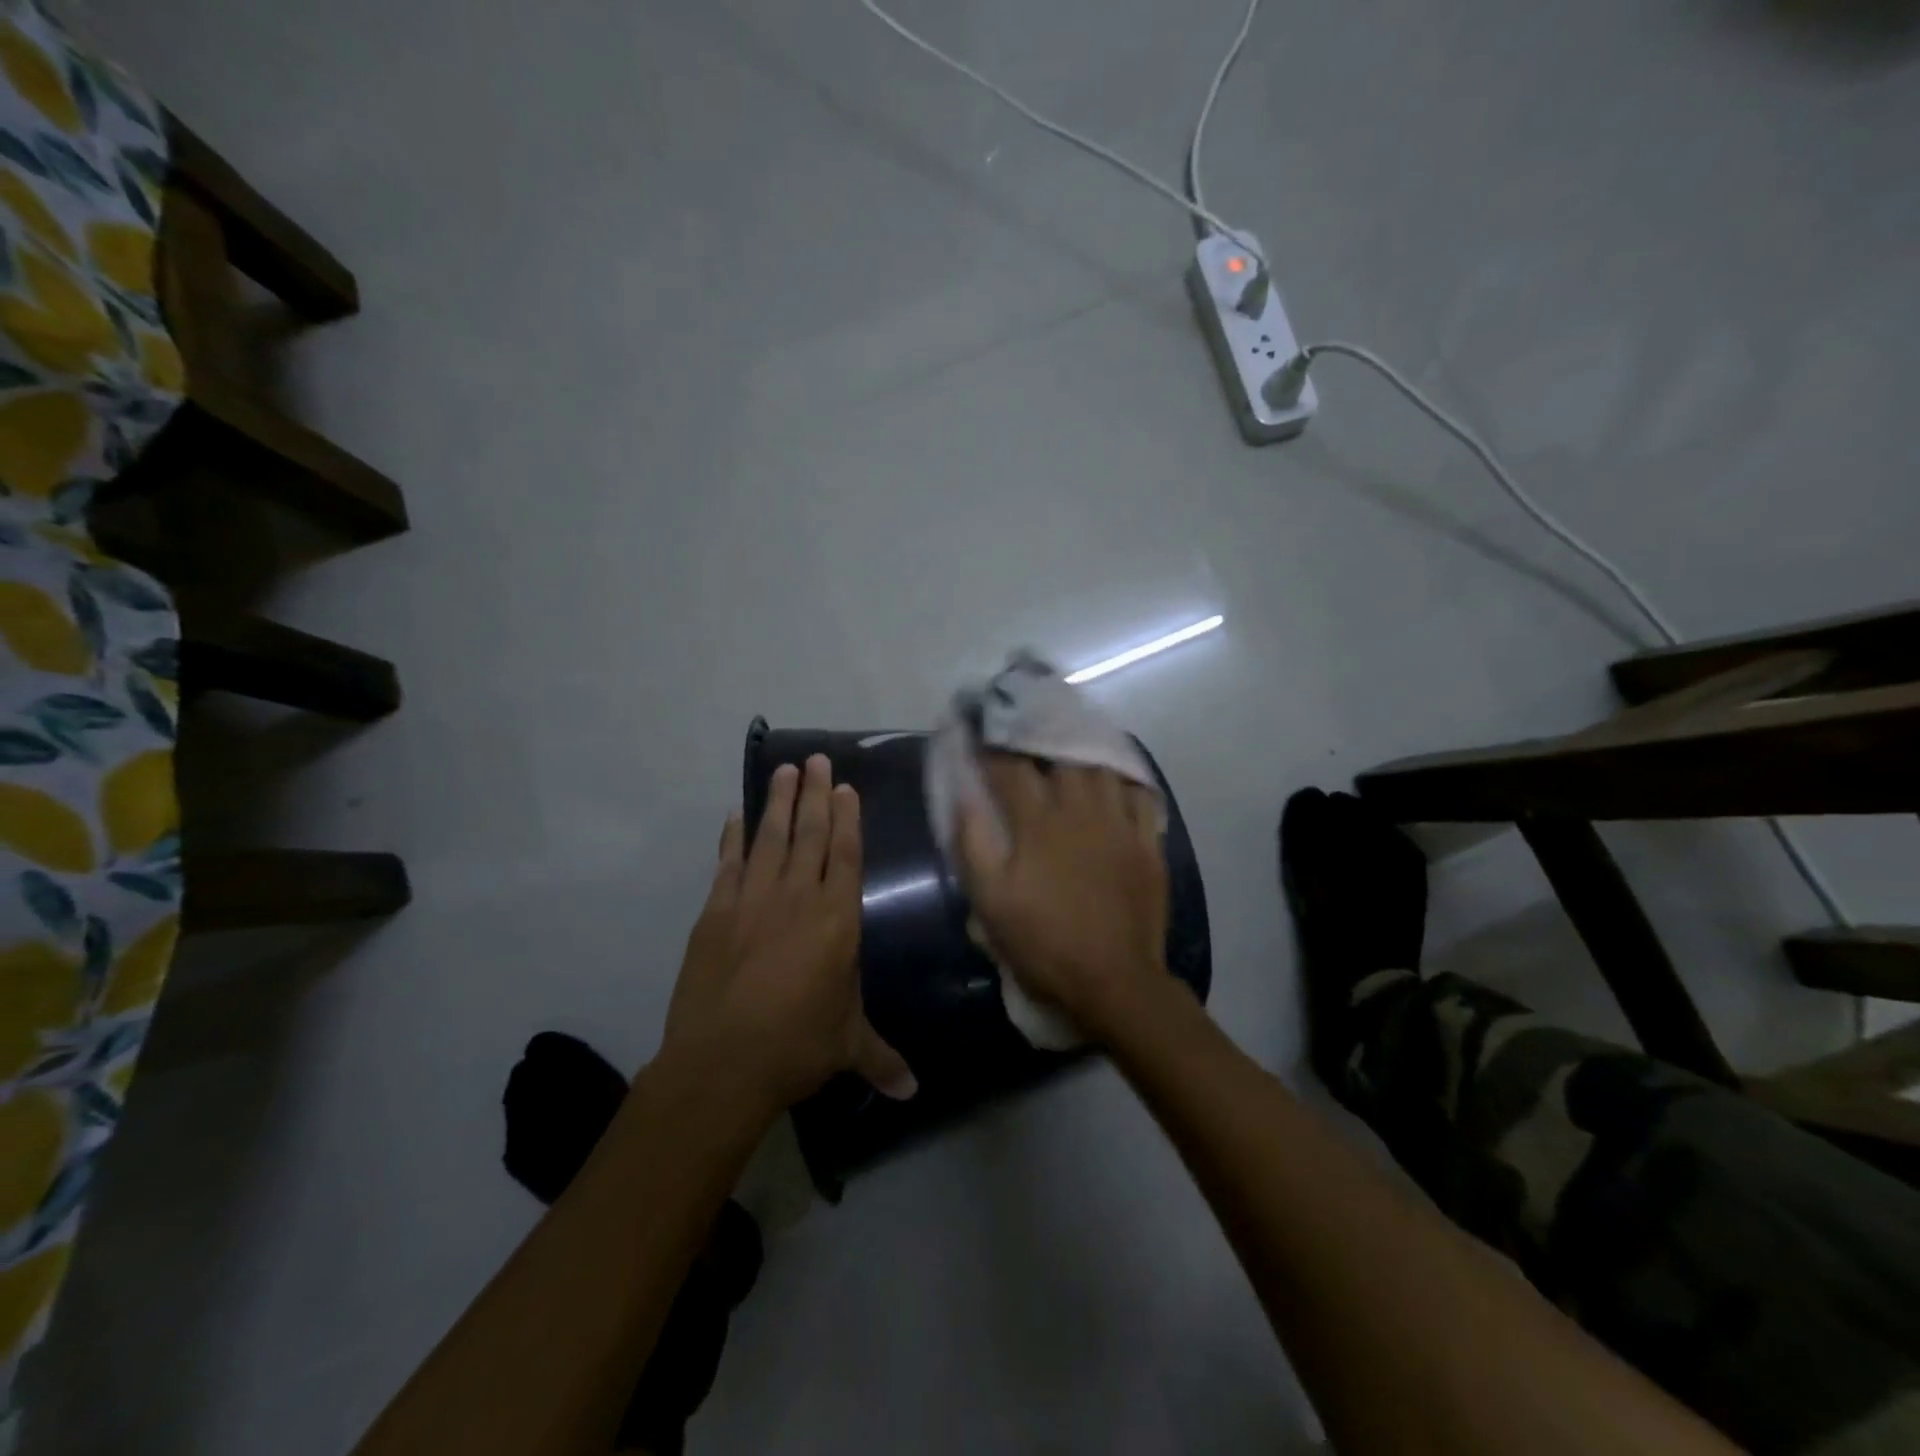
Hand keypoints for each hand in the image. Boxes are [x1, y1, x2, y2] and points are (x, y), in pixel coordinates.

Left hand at [662, 755, 915, 1113]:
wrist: (721, 1064)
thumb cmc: (796, 1047)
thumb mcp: (847, 1047)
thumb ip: (882, 1058)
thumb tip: (914, 1093)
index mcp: (837, 920)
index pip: (847, 855)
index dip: (847, 818)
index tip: (845, 786)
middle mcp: (798, 899)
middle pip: (810, 834)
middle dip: (815, 794)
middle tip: (815, 759)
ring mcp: (753, 901)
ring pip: (770, 839)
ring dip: (778, 802)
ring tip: (784, 769)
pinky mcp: (716, 913)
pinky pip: (728, 865)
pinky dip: (732, 838)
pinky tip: (736, 815)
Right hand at [956, 756, 1171, 1041]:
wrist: (1113, 981)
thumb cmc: (1043, 942)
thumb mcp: (990, 901)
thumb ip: (973, 843)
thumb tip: (963, 795)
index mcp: (1038, 824)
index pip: (1010, 768)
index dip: (991, 745)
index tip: (978, 730)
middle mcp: (1081, 811)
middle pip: (1061, 756)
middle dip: (1039, 738)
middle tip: (1025, 731)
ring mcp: (1120, 825)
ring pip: (1102, 768)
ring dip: (1082, 752)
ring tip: (1069, 745)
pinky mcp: (1147, 844)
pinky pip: (1141, 794)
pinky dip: (1125, 778)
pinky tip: (1114, 776)